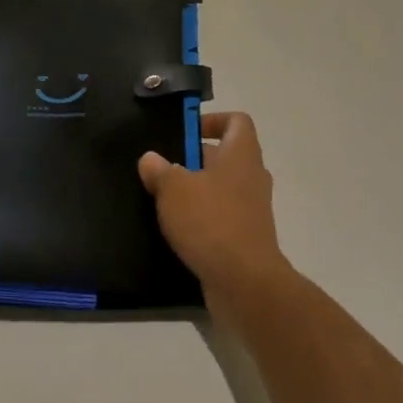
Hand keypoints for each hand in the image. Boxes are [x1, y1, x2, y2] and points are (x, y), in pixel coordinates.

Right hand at [138, 112, 291, 314]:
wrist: (244, 281)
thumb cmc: (211, 222)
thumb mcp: (174, 190)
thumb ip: (160, 170)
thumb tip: (151, 159)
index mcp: (242, 153)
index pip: (237, 121)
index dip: (212, 120)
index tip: (184, 133)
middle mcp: (252, 176)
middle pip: (225, 155)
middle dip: (193, 159)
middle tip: (162, 168)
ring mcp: (252, 208)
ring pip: (221, 187)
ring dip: (195, 191)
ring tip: (162, 200)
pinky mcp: (246, 236)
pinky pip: (222, 216)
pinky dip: (202, 219)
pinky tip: (176, 230)